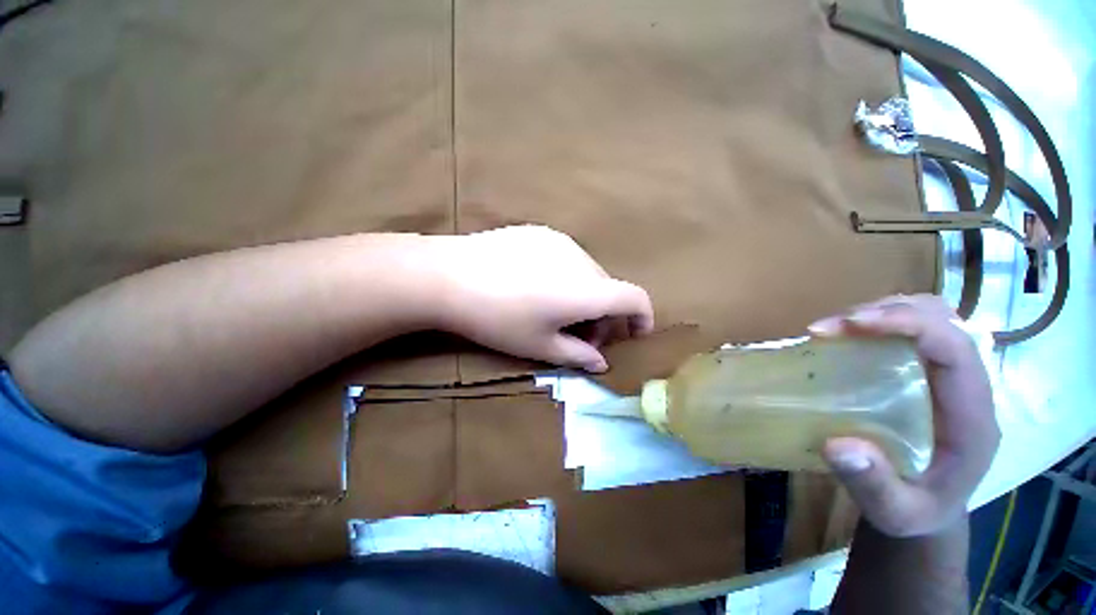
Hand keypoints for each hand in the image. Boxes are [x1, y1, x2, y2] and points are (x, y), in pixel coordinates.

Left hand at [436, 225, 654, 371]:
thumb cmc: (497, 319)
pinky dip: (565, 277)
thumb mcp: (538, 347)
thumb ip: (578, 355)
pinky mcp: (538, 232)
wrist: (448, 276)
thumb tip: (601, 362)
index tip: (634, 335)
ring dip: (584, 296)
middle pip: (609, 288)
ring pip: (587, 273)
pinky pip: (565, 257)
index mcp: (588, 289)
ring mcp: (560, 241)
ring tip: (551, 314)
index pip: (636, 298)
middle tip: (577, 339)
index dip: (643, 318)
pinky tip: (530, 288)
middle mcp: (582, 259)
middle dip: (603, 317)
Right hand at [808, 295, 998, 536]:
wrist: (940, 513)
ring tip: (843, 328)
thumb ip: (875, 487)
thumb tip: (834, 443)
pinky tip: (865, 336)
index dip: (911, 323)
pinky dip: (892, 323)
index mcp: (976, 416)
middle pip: (942, 319)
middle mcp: (974, 381)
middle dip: (890, 313)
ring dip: (888, 312)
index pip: (954, 346)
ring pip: (933, 315)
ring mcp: (961, 369)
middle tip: (835, 328)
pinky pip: (924, 328)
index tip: (856, 324)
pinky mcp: (946, 367)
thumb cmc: (924, 516)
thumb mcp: (899, 516)